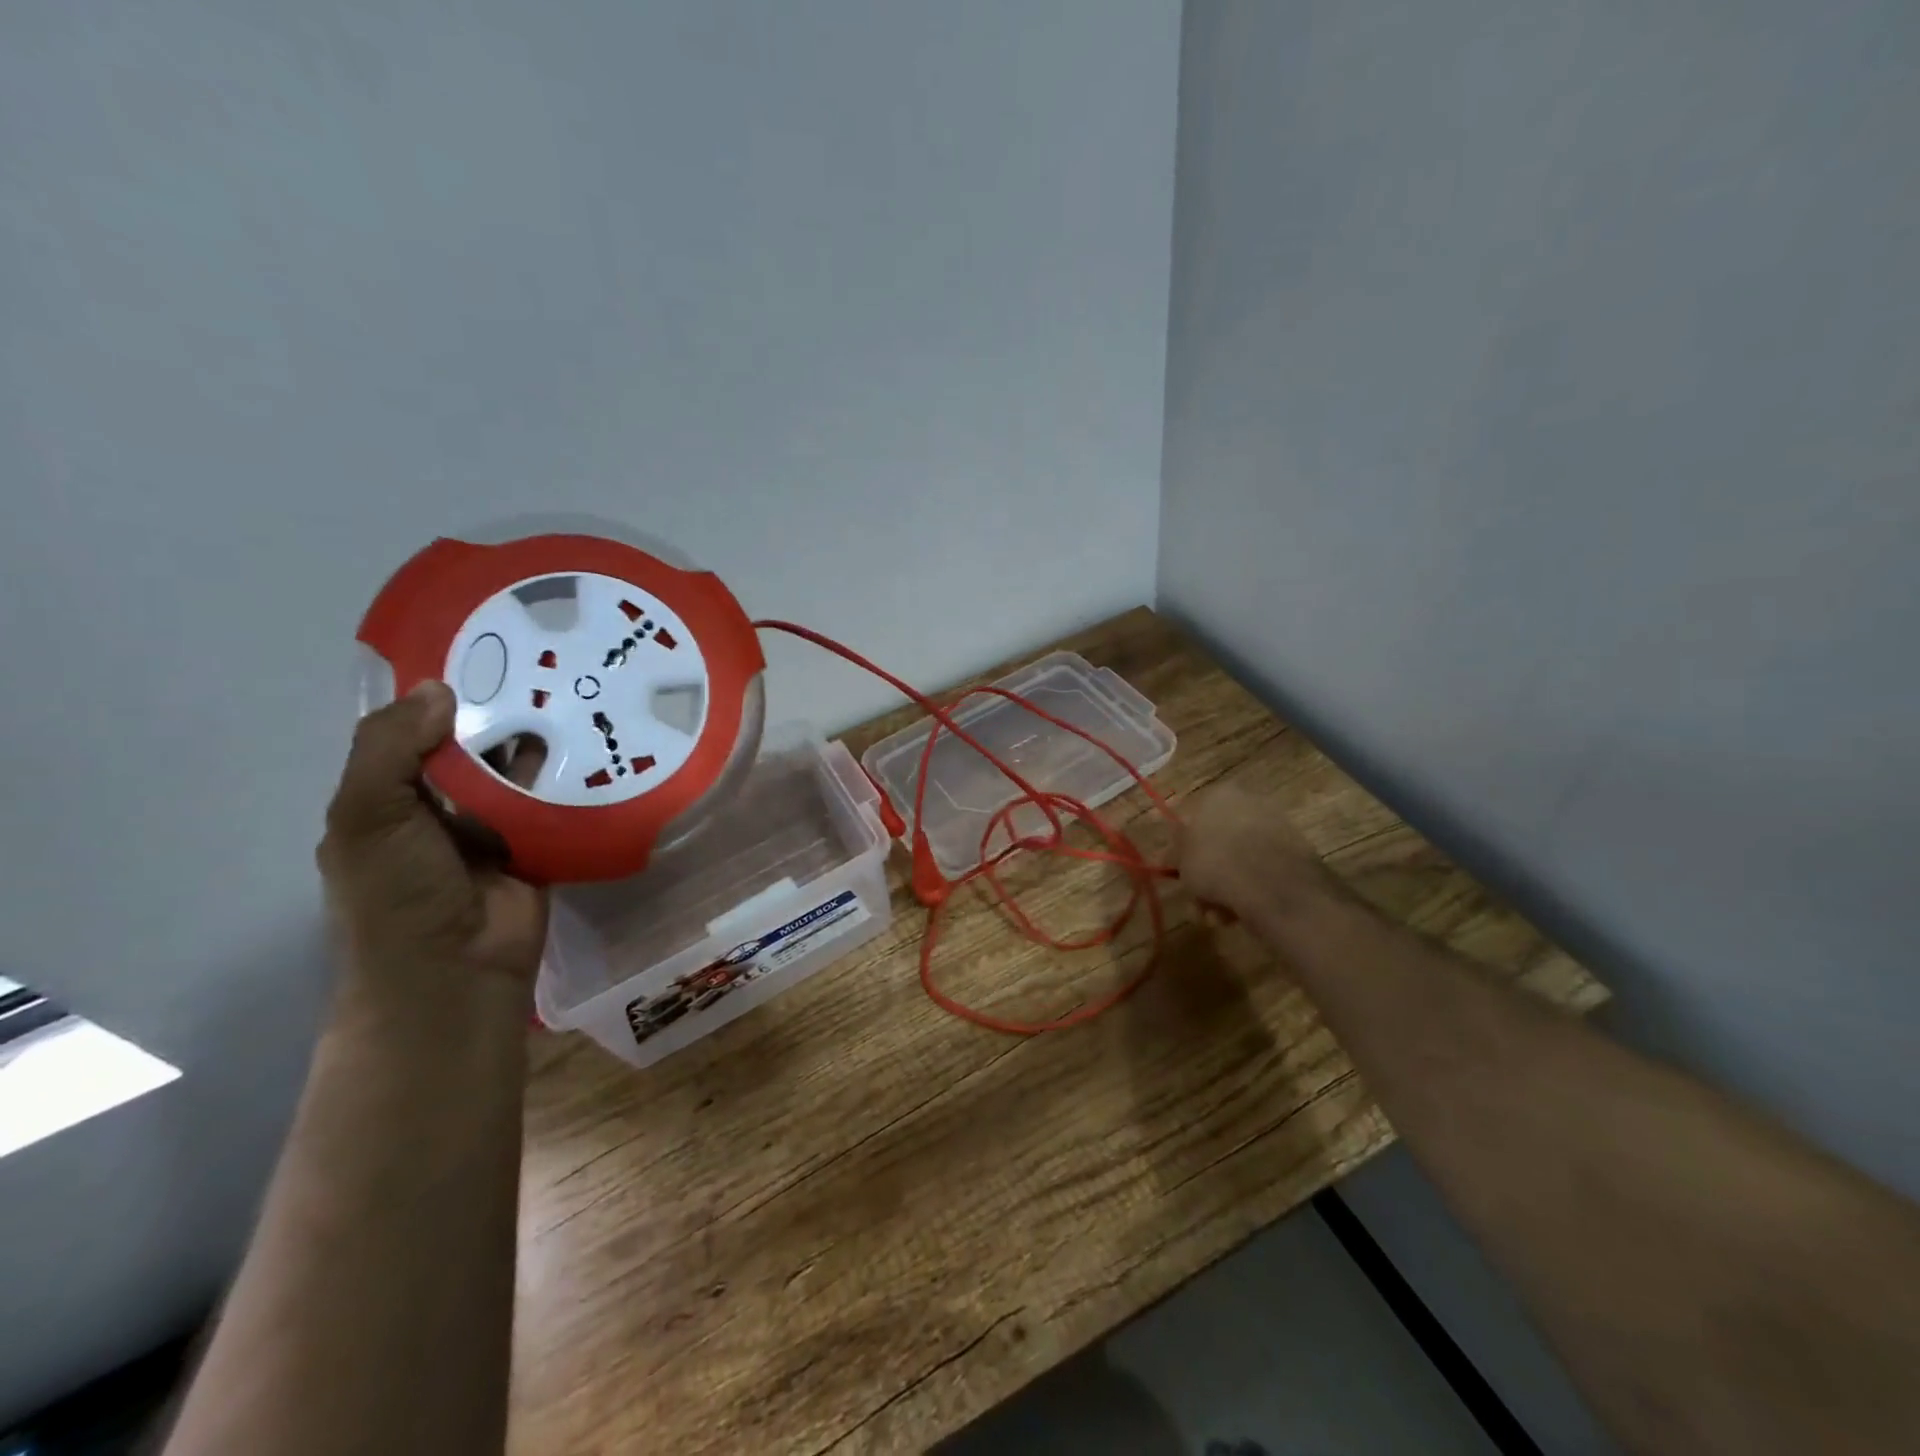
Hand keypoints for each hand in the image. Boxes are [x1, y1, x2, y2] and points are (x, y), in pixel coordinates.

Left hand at [318, 681, 548, 991]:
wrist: (455, 971)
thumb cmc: (397, 894)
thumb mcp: (368, 816)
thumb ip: (390, 749)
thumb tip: (438, 689)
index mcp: (386, 798)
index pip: (407, 735)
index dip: (432, 696)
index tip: (475, 652)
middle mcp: (437, 807)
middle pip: (467, 748)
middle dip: (495, 712)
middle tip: (540, 663)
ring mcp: (490, 826)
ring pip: (513, 771)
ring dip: (535, 741)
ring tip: (573, 691)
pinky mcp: (537, 842)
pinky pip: (551, 800)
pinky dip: (568, 776)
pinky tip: (594, 740)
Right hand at [1173, 784, 1330, 919]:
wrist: (1272, 886)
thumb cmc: (1215, 863)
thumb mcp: (1181, 860)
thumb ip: (1174, 853)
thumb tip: (1168, 853)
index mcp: (1219, 794)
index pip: (1193, 818)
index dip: (1183, 848)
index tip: (1179, 872)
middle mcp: (1250, 802)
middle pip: (1219, 841)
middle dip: (1208, 874)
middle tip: (1198, 900)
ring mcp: (1276, 827)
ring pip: (1240, 860)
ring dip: (1225, 889)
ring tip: (1217, 916)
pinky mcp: (1297, 854)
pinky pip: (1262, 872)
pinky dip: (1250, 891)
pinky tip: (1240, 914)